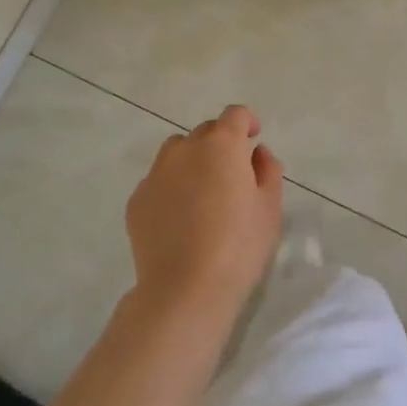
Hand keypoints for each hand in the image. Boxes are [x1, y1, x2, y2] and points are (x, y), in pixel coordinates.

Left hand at [125, 104, 282, 319]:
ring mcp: (156, 173)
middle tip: (232, 175)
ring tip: (203, 194)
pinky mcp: (137, 199)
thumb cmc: (239, 247)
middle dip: (221, 144)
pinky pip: (158, 181)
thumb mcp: (269, 209)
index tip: (253, 139)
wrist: (185, 290)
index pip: (235, 115)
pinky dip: (171, 188)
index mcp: (221, 145)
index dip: (247, 122)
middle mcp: (185, 149)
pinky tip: (180, 220)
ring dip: (193, 161)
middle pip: (206, 131)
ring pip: (177, 152)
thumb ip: (268, 171)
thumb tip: (257, 153)